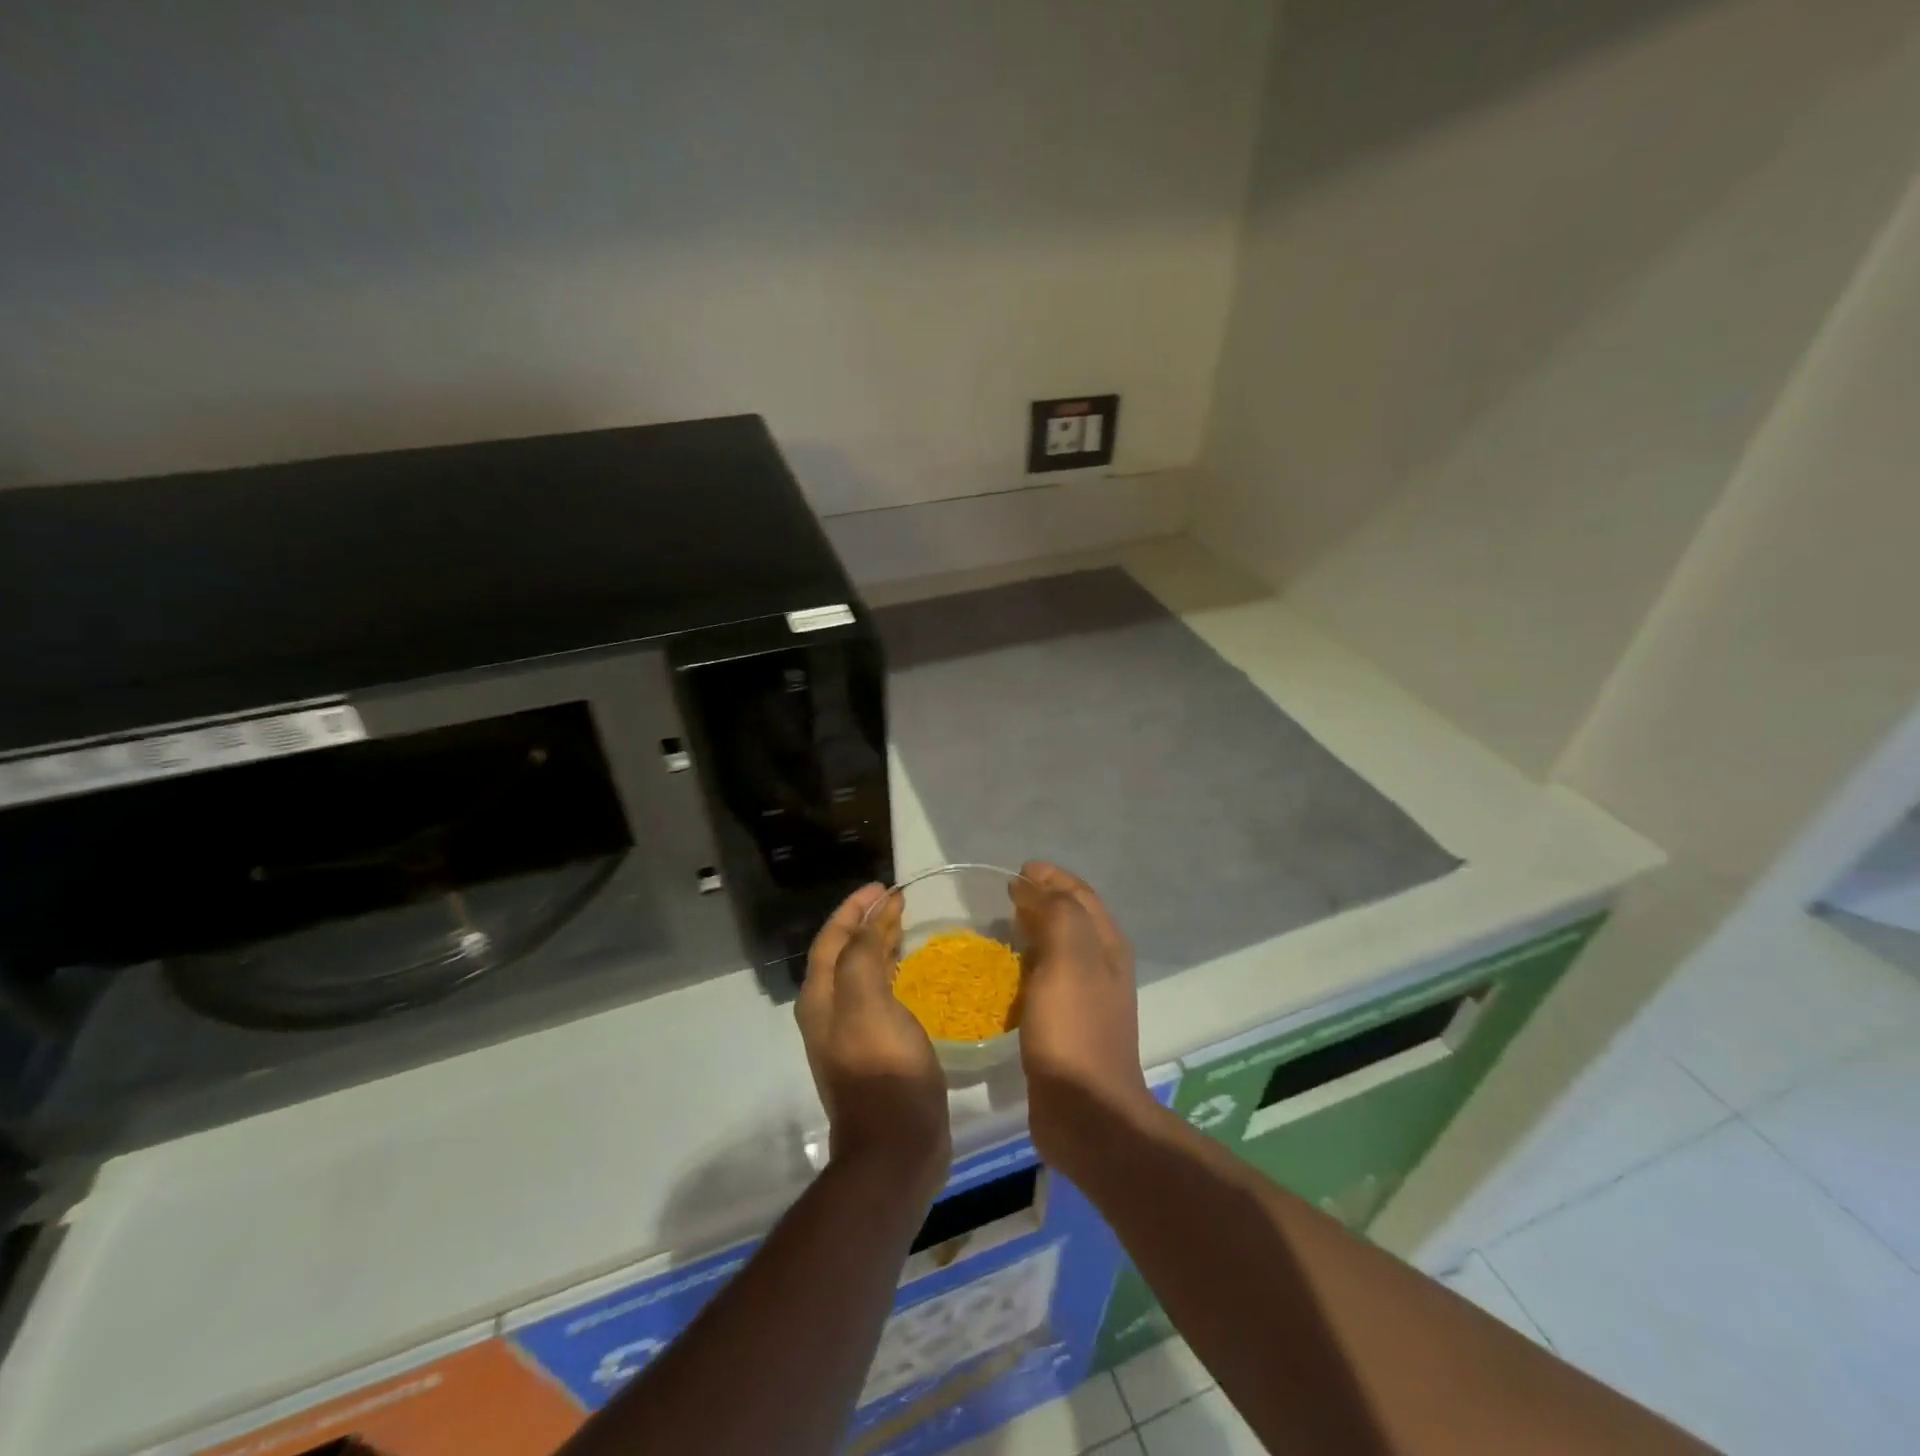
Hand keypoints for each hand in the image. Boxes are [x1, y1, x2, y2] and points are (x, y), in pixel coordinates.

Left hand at [797, 884, 951, 1200]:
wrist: (895, 1148)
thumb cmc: (883, 1069)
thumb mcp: (868, 1002)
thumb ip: (862, 955)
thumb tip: (868, 923)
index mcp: (821, 997)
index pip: (831, 938)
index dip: (854, 908)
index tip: (883, 887)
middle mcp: (828, 1012)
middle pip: (843, 953)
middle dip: (866, 923)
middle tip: (898, 902)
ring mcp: (850, 1034)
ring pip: (861, 974)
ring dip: (878, 946)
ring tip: (905, 928)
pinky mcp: (875, 1051)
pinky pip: (878, 996)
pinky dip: (891, 973)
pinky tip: (912, 975)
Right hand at [1011, 863, 1155, 1167]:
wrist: (1086, 1112)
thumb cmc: (1075, 1028)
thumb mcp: (1069, 957)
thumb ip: (1056, 913)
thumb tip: (1031, 886)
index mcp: (1107, 945)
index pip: (1079, 895)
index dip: (1051, 877)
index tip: (1016, 871)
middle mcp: (1102, 966)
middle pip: (1072, 919)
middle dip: (1042, 900)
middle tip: (1004, 896)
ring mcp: (1086, 999)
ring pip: (1058, 950)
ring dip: (1033, 932)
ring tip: (1001, 927)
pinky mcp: (1066, 1027)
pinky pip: (1045, 981)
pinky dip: (1027, 966)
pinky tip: (1005, 976)